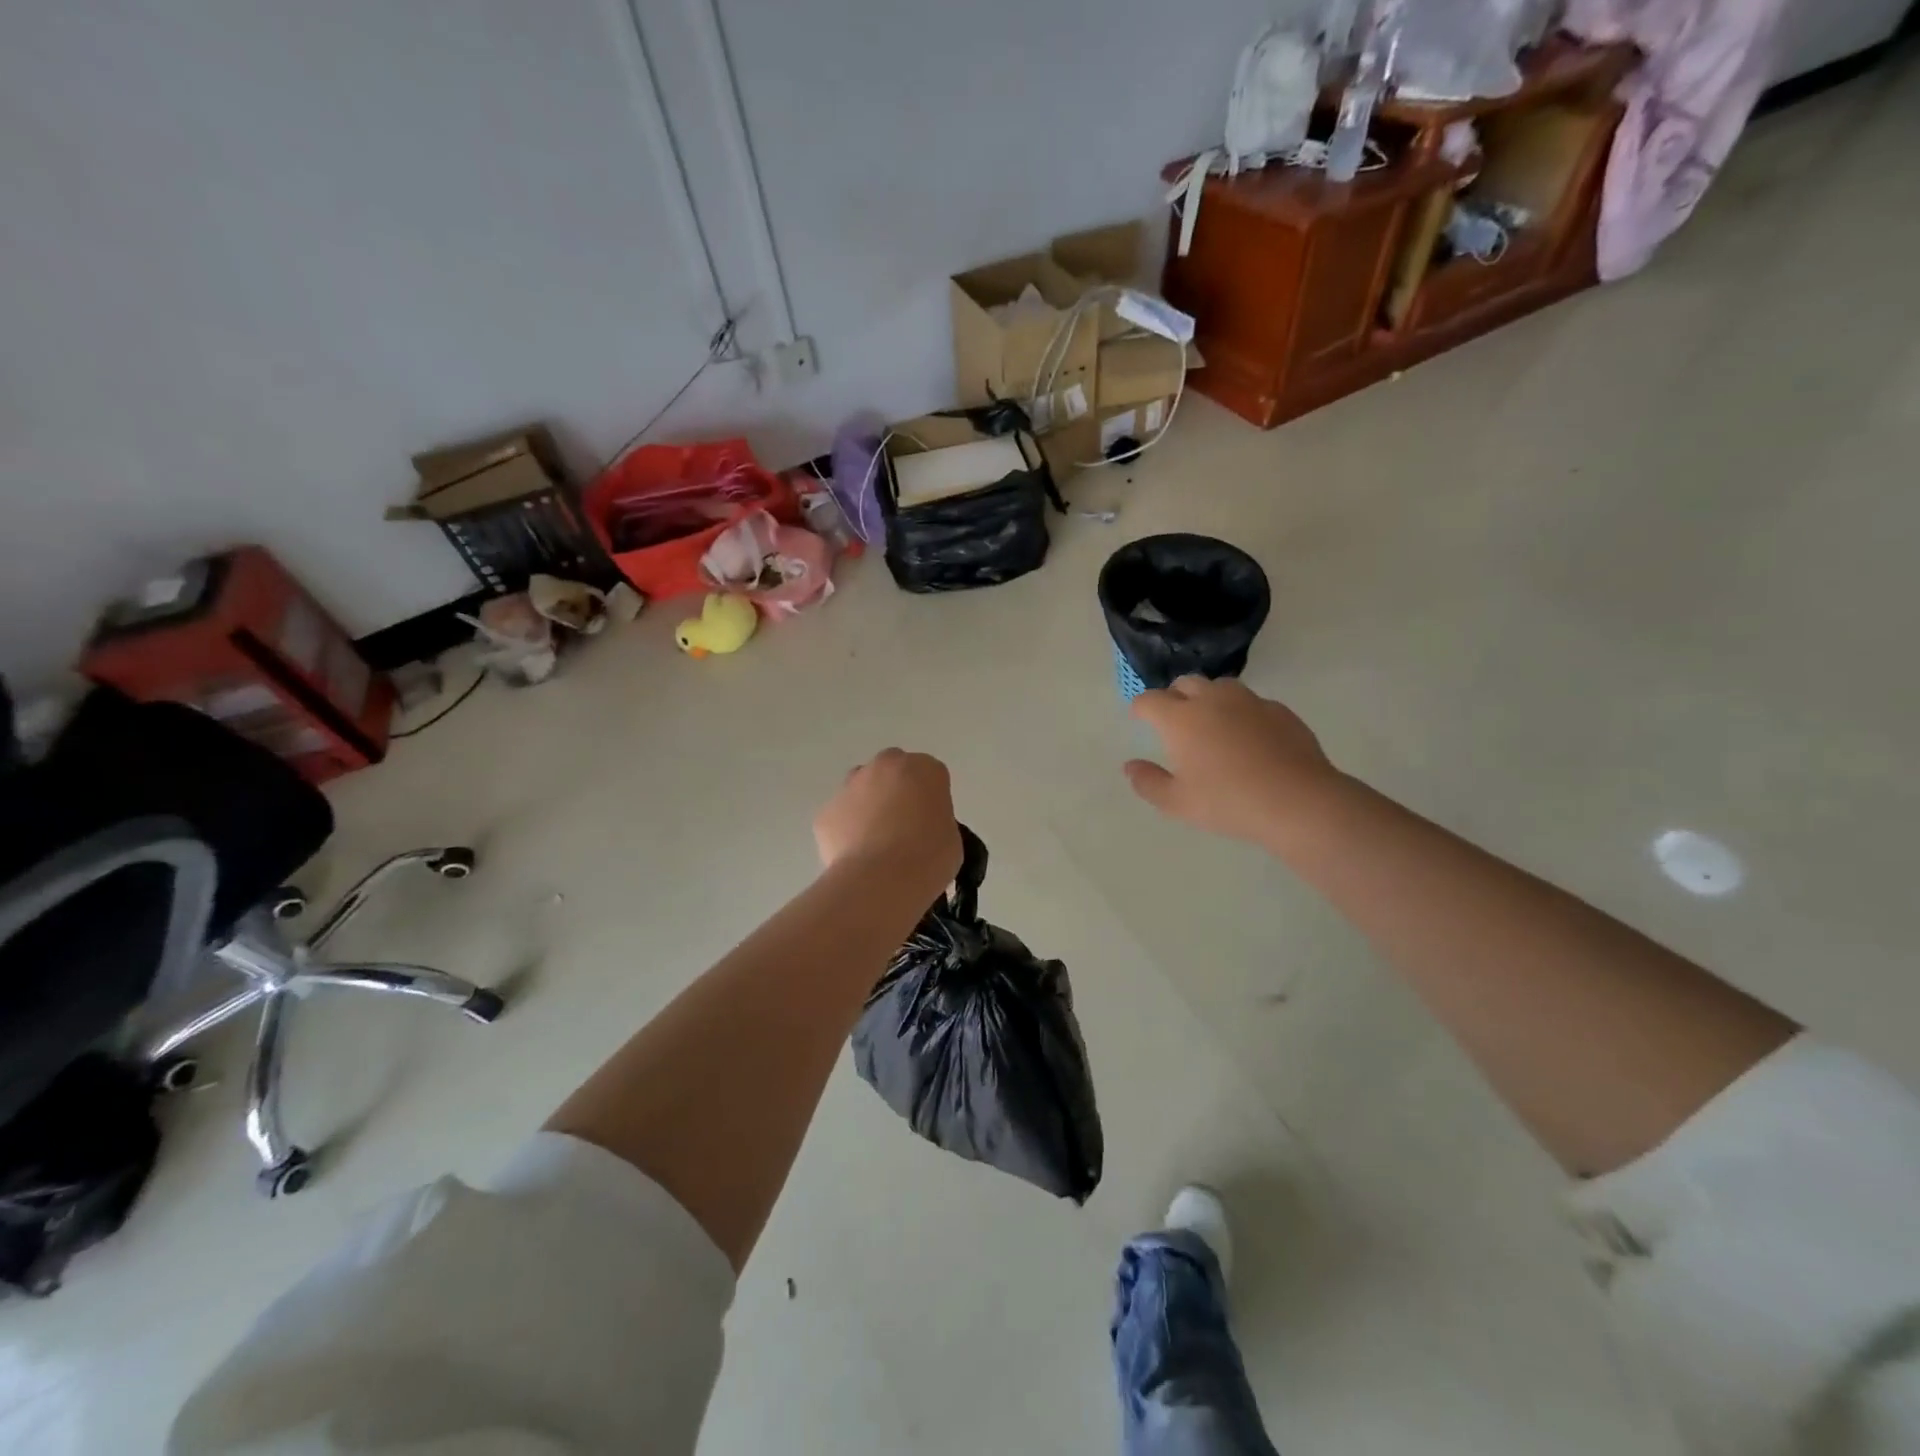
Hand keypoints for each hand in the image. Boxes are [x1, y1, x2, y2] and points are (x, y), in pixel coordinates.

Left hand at [815, 749, 962, 896]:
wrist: (881, 880)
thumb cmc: (929, 858)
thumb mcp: (952, 838)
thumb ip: (936, 821)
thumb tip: (921, 829)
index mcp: (924, 769)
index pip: (930, 775)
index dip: (929, 799)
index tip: (930, 823)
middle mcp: (885, 766)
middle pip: (892, 771)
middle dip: (896, 791)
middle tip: (903, 827)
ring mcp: (851, 785)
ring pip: (860, 788)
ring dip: (868, 805)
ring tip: (876, 843)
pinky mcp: (826, 811)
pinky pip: (840, 817)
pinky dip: (846, 831)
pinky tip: (856, 857)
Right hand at [1124, 677, 1340, 847]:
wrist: (1298, 801)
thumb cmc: (1228, 803)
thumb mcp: (1177, 803)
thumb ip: (1148, 782)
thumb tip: (1130, 766)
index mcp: (1181, 719)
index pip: (1150, 700)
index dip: (1140, 708)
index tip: (1140, 718)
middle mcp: (1212, 700)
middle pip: (1184, 683)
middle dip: (1173, 697)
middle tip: (1174, 721)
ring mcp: (1249, 701)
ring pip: (1219, 686)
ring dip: (1207, 698)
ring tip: (1211, 724)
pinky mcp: (1279, 710)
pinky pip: (1250, 702)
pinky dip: (1240, 712)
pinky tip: (1247, 738)